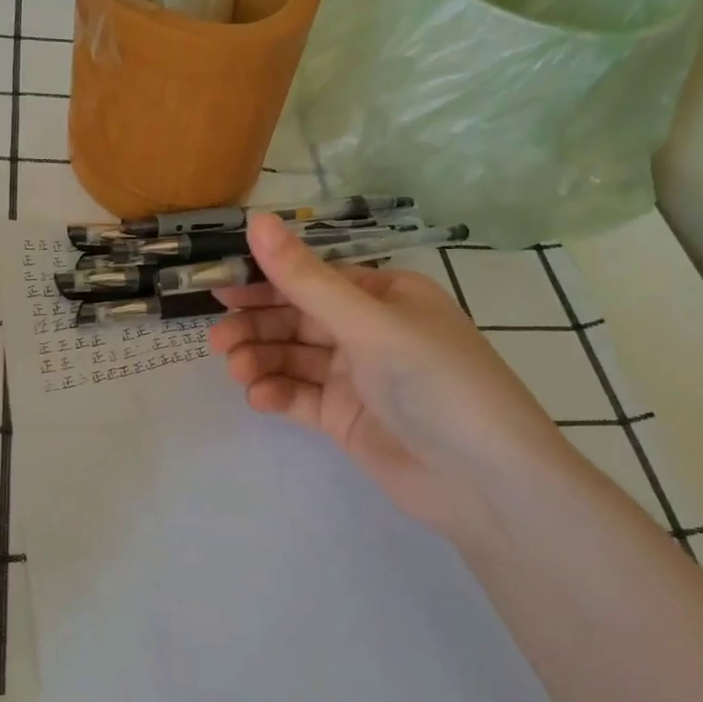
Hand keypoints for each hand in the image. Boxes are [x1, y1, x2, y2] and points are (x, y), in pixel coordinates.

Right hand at [208, 214, 577, 536]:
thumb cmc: (434, 382)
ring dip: (261, 359)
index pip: (313, 278)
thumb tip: (256, 219)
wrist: (484, 482)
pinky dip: (277, 392)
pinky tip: (258, 396)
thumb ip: (305, 278)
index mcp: (385, 294)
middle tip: (218, 338)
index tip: (220, 287)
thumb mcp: (368, 323)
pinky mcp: (347, 418)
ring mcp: (358, 377)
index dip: (266, 280)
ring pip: (295, 357)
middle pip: (298, 317)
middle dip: (257, 325)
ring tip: (236, 370)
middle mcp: (370, 330)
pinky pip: (302, 395)